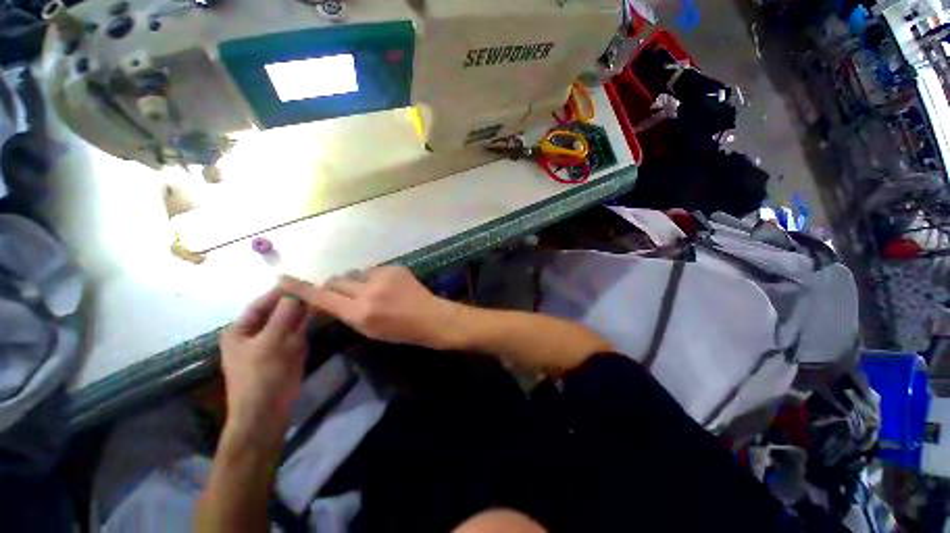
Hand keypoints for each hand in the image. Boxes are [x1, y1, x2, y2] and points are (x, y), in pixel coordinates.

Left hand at [219, 288, 307, 438]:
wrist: (267, 412)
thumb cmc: (261, 375)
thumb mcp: (271, 341)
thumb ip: (285, 314)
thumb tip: (296, 290)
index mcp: (241, 330)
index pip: (262, 303)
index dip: (281, 292)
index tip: (303, 280)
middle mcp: (256, 334)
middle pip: (278, 311)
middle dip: (296, 301)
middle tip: (318, 288)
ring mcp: (273, 343)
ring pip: (291, 321)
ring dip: (305, 311)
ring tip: (323, 297)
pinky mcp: (288, 352)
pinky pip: (299, 333)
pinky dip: (309, 323)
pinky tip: (321, 313)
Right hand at [279, 266, 461, 349]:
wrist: (430, 317)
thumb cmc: (399, 331)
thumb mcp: (367, 329)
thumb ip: (346, 313)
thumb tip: (329, 299)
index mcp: (359, 313)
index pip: (322, 298)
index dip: (301, 289)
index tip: (283, 279)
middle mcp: (367, 291)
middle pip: (336, 280)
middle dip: (334, 286)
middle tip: (344, 294)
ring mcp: (383, 277)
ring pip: (355, 273)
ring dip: (356, 282)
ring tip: (372, 292)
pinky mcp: (394, 267)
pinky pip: (373, 270)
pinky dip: (374, 278)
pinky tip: (388, 287)